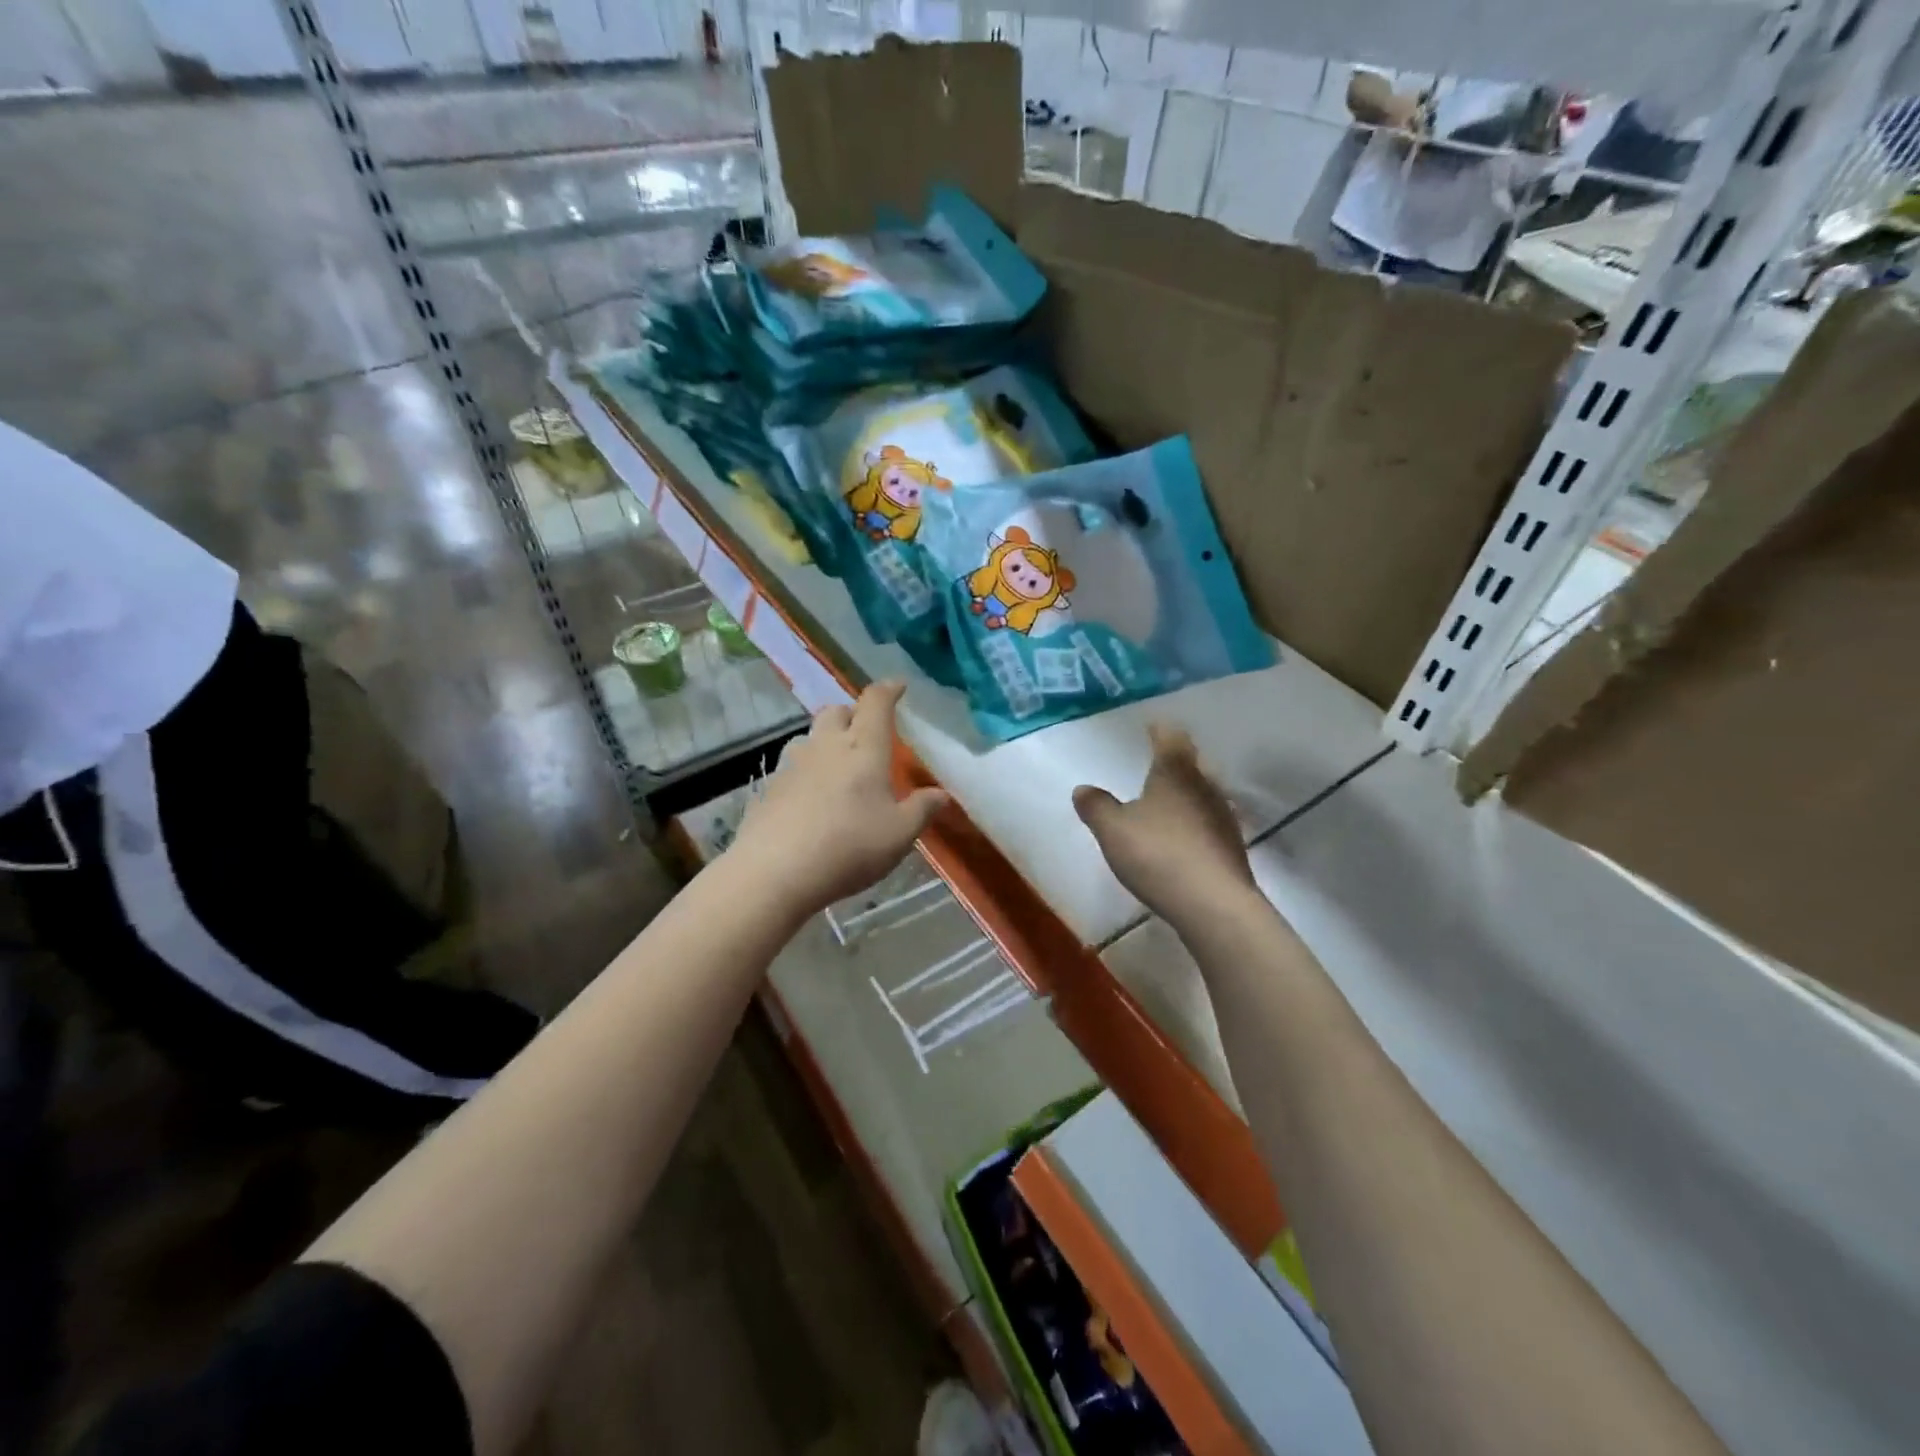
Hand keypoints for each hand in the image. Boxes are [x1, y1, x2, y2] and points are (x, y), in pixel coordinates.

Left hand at [730, 681, 948, 918]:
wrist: (775, 870)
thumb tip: (941, 794)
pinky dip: (808, 770)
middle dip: (854, 714)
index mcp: (864, 747)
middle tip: (868, 732)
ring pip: (811, 736)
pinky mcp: (770, 787)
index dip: (888, 690)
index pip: (875, 702)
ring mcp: (794, 765)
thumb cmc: (849, 846)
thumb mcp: (899, 834)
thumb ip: (922, 810)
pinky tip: (813, 797)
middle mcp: (826, 745)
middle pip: (837, 711)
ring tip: (839, 764)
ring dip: (827, 740)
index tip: (898, 686)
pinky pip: (793, 766)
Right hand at [1073, 725, 1256, 932]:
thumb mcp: (1113, 831)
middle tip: (1159, 761)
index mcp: (1175, 772)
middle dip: (1177, 760)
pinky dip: (1195, 821)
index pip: (1170, 738)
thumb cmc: (1158, 855)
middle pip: (1193, 763)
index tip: (1152, 726)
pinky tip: (1183, 836)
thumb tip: (1082, 788)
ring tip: (1168, 799)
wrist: (1213, 904)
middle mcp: (1204, 786)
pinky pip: (1209, 821)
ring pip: (1204, 792)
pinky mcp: (1231, 847)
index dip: (1160, 730)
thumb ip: (1097, 807)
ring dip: (1187, 792)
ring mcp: (1223, 816)